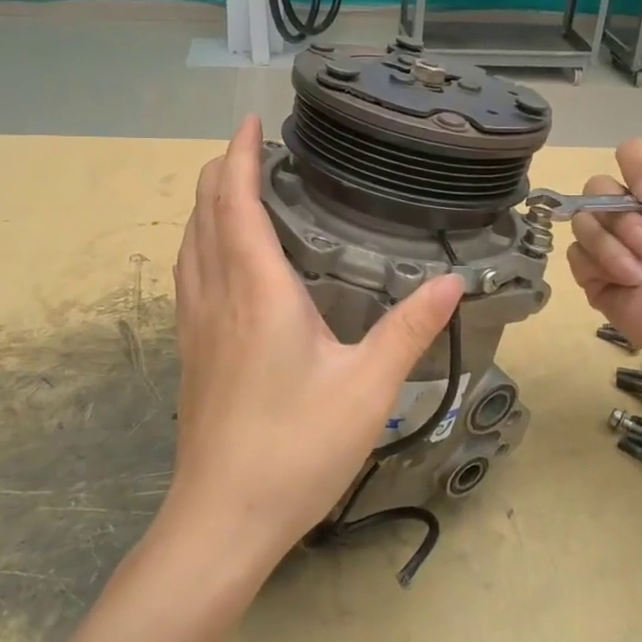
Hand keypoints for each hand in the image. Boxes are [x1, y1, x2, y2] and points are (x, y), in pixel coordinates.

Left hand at [162, 116, 464, 572]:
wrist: (222, 519)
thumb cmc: (296, 448)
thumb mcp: (367, 388)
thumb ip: (409, 330)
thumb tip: (453, 283)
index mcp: (257, 290)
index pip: (236, 201)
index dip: (239, 155)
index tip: (250, 122)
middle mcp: (216, 295)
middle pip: (204, 213)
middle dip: (221, 170)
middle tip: (250, 148)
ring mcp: (195, 325)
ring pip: (190, 243)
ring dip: (207, 205)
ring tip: (233, 188)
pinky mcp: (190, 352)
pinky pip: (188, 274)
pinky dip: (200, 242)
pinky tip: (219, 259)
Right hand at [566, 140, 641, 366]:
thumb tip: (634, 187)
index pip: (629, 154)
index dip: (633, 166)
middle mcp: (630, 211)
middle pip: (597, 187)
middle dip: (623, 219)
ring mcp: (608, 243)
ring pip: (582, 222)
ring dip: (613, 247)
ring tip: (640, 272)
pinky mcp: (591, 275)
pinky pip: (575, 255)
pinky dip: (600, 266)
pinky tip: (627, 283)